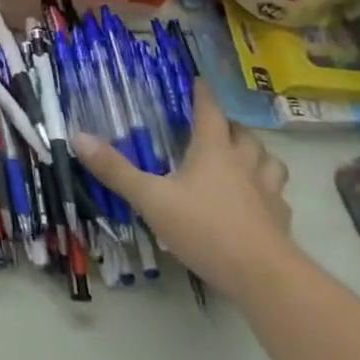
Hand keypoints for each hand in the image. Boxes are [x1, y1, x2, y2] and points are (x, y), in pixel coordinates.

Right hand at [72, 80, 296, 302]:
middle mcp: (245, 165)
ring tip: (241, 160)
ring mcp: (268, 194)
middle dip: (231, 127)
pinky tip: (254, 204)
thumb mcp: (150, 199)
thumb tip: (78, 137)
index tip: (198, 81)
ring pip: (270, 163)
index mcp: (214, 152)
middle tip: (214, 127)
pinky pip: (277, 197)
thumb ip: (116, 170)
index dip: (203, 95)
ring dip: (257, 156)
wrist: (264, 278)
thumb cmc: (205, 228)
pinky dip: (267, 192)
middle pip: (245, 135)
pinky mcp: (280, 222)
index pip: (210, 112)